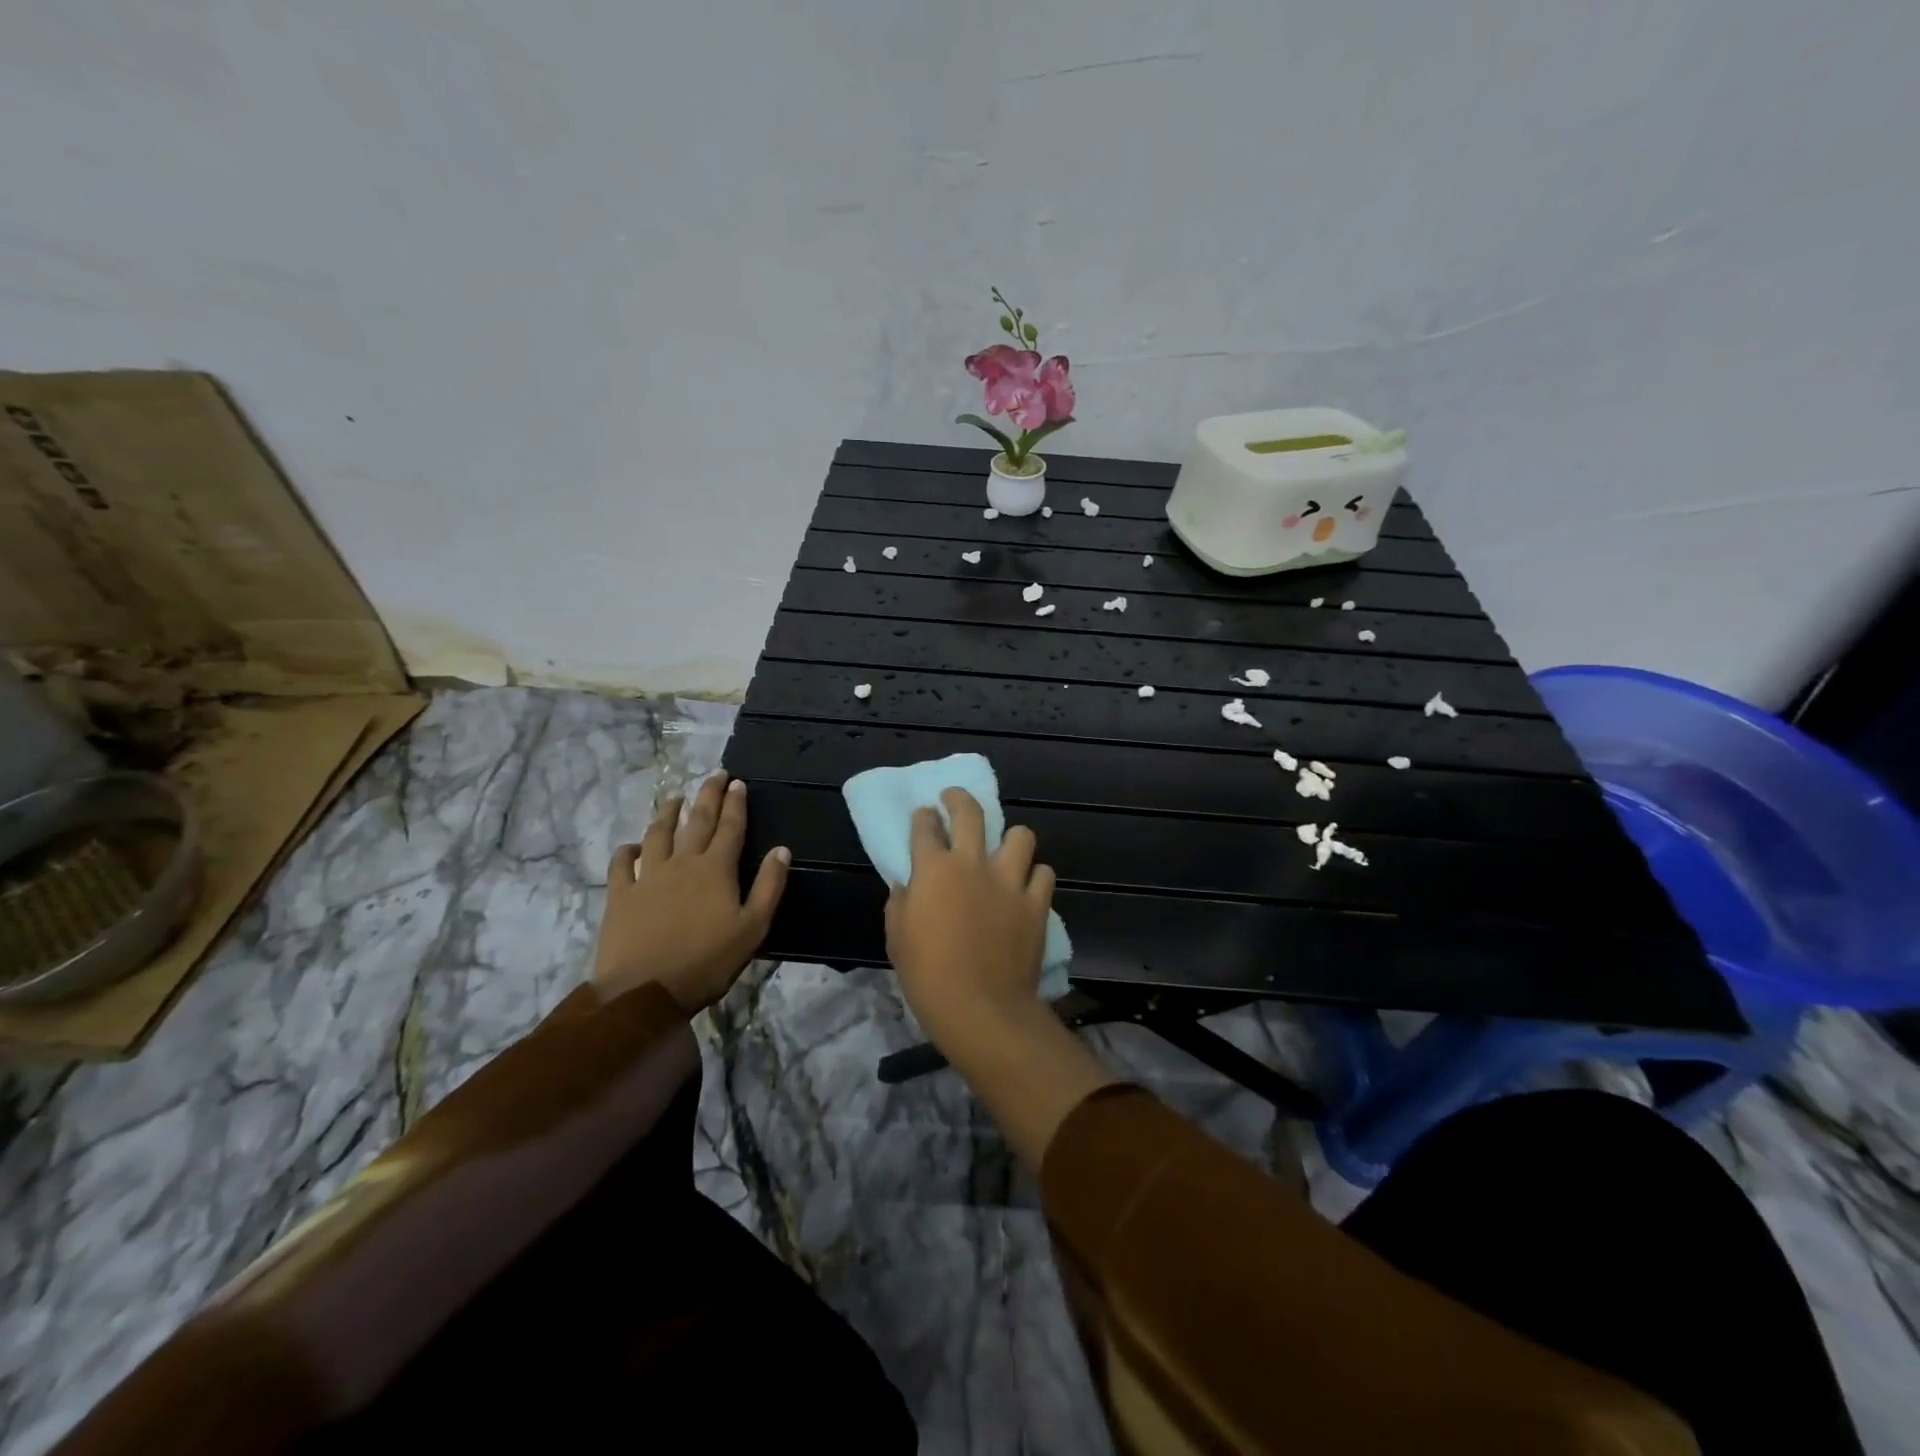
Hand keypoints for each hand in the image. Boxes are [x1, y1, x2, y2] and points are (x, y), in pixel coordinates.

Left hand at [592, 773, 789, 1011]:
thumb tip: (782, 850)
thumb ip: (769, 886)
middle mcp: (683, 862)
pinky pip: (621, 863)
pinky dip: (628, 850)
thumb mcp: (753, 928)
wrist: (645, 991)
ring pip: (659, 834)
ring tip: (676, 798)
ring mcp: (648, 876)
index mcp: (716, 869)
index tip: (738, 782)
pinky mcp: (620, 894)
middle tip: (715, 774)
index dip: (736, 803)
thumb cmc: (707, 961)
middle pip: (698, 820)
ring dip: (669, 813)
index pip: (730, 827)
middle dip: (708, 795)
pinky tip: (633, 846)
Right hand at [885, 787, 1055, 1044]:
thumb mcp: (897, 938)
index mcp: (933, 870)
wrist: (980, 1008)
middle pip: (970, 812)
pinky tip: (1027, 886)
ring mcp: (1009, 881)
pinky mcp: (1036, 903)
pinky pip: (1043, 873)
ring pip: (1020, 835)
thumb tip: (907, 885)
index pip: (925, 826)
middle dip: (959, 798)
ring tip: (1005, 850)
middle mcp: (972, 864)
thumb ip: (901, 902)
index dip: (922, 817)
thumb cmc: (928, 976)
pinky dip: (1035, 876)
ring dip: (1011, 839)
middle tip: (954, 799)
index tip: (924, 816)